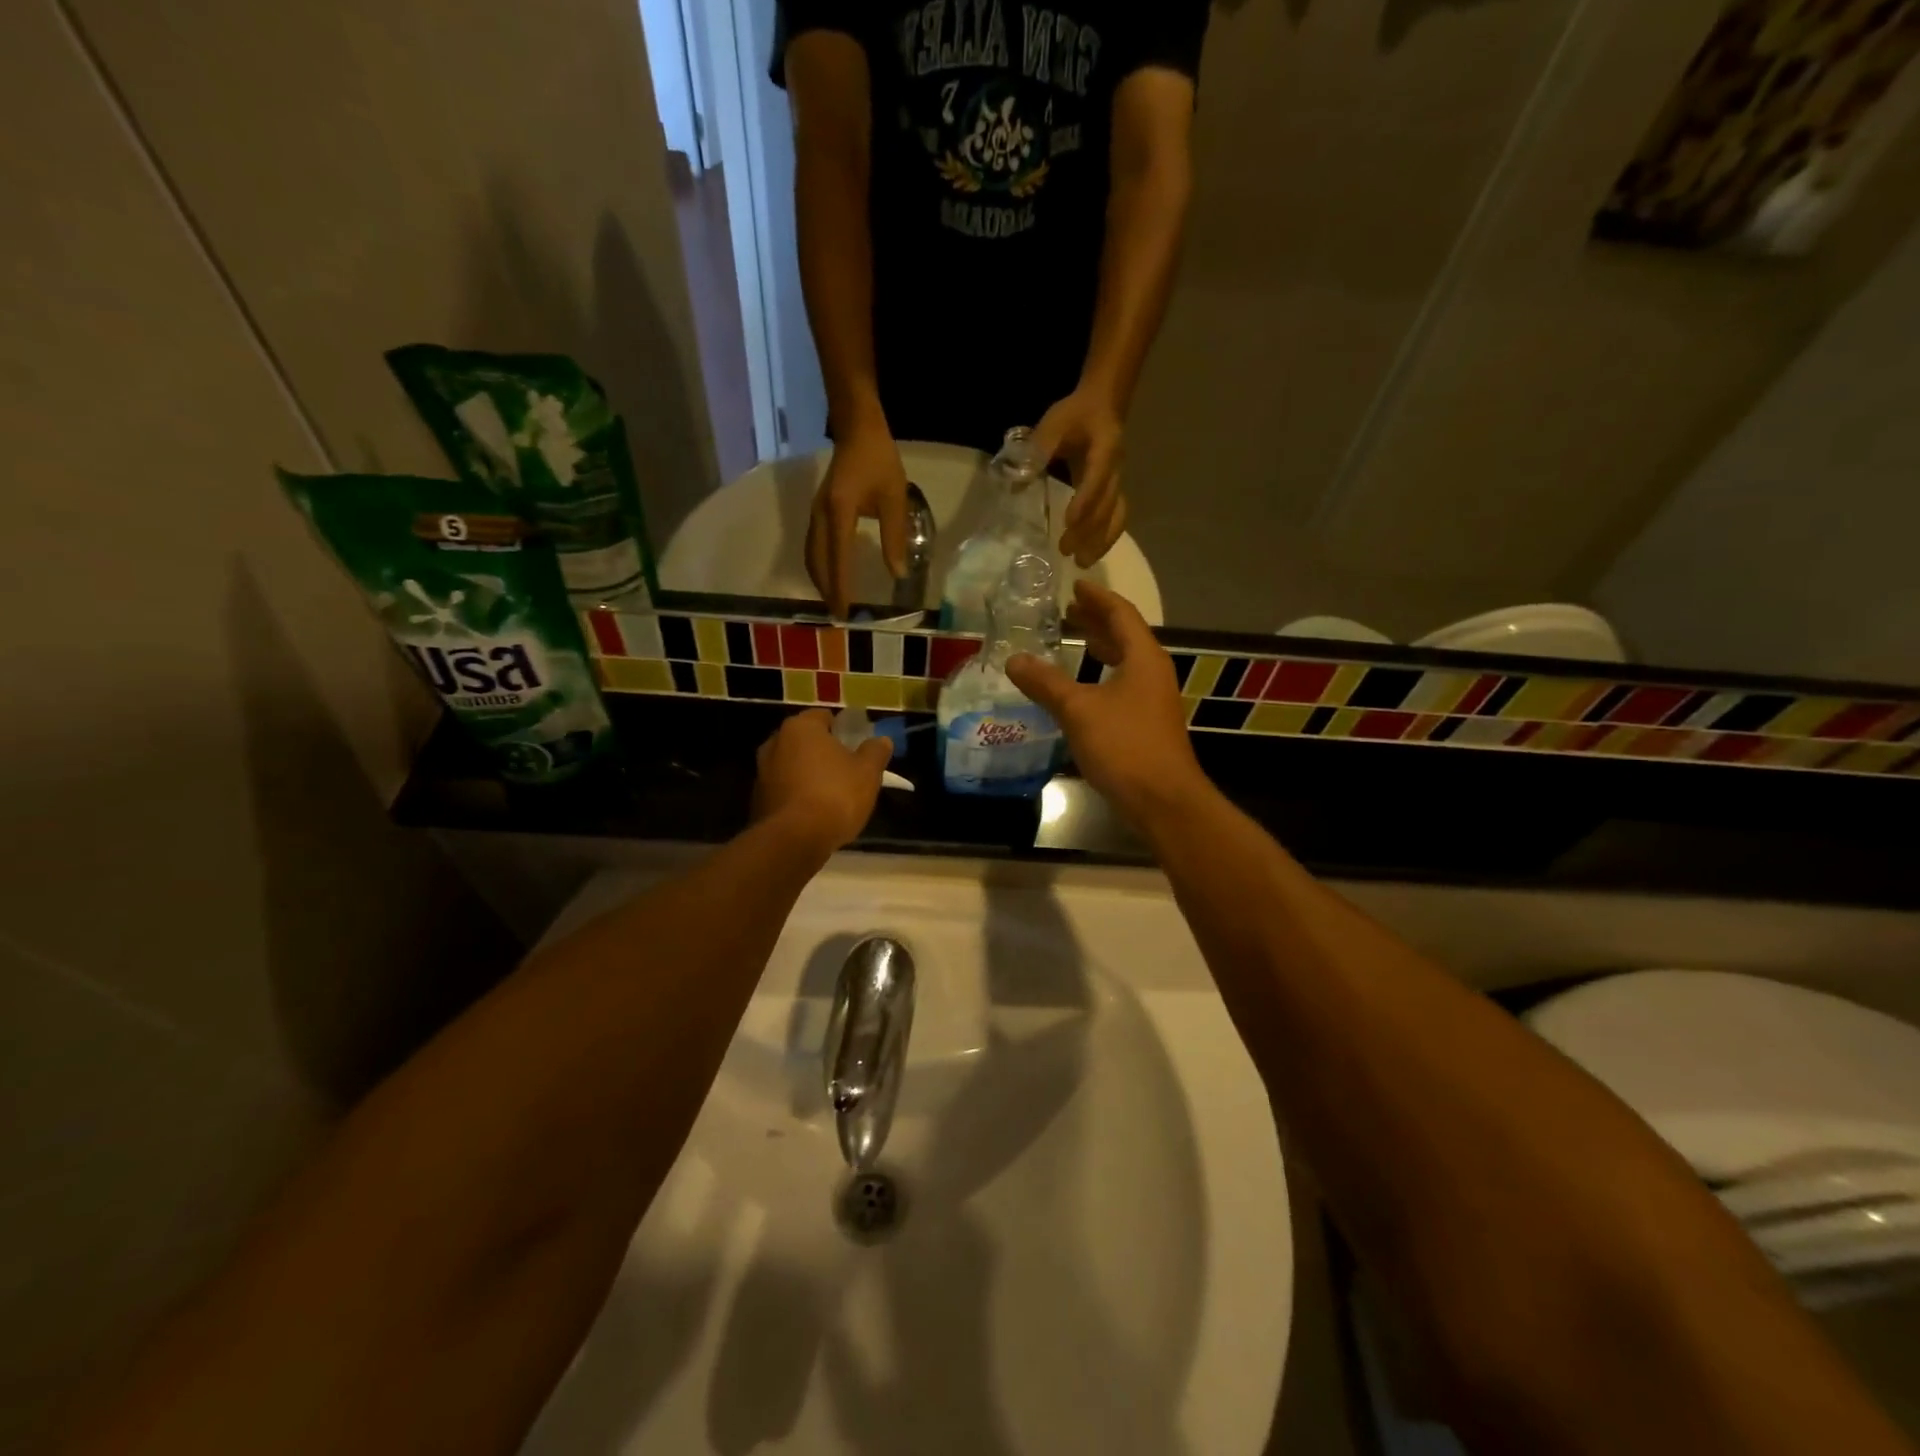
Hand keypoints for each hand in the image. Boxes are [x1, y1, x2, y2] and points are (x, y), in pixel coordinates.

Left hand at [752, 709, 891, 853]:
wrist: (794, 840)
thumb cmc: (835, 795)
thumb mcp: (868, 772)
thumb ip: (875, 752)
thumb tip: (882, 740)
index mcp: (801, 728)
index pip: (823, 716)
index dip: (842, 729)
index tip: (856, 745)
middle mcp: (775, 743)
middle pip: (805, 741)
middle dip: (823, 752)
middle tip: (846, 769)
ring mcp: (761, 772)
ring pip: (792, 766)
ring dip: (809, 774)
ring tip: (832, 794)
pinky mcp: (757, 800)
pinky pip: (784, 790)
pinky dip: (797, 795)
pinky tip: (814, 813)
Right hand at [806, 423, 909, 617]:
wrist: (857, 429)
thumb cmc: (879, 460)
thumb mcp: (894, 498)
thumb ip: (895, 536)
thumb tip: (897, 573)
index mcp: (839, 512)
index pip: (838, 558)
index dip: (840, 586)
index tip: (844, 611)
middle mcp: (821, 515)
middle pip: (817, 561)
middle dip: (826, 589)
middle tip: (838, 614)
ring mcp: (816, 512)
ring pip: (811, 554)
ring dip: (820, 579)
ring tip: (833, 600)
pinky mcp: (818, 511)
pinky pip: (813, 545)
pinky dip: (819, 565)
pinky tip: (830, 575)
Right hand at [1005, 580, 1209, 828]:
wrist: (1163, 800)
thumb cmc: (1124, 746)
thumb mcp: (1078, 710)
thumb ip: (1046, 683)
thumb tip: (1014, 659)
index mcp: (1143, 658)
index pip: (1121, 615)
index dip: (1097, 598)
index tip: (1076, 586)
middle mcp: (1153, 673)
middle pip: (1126, 636)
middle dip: (1098, 621)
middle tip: (1069, 611)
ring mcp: (1153, 700)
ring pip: (1126, 662)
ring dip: (1101, 648)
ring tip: (1075, 640)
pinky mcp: (1148, 724)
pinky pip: (1123, 685)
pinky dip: (1102, 675)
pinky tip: (1083, 689)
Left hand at [1033, 387, 1126, 567]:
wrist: (1103, 405)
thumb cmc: (1076, 414)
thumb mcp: (1054, 423)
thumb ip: (1038, 447)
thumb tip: (1018, 477)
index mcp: (1104, 450)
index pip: (1097, 478)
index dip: (1085, 501)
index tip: (1069, 522)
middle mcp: (1116, 470)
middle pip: (1108, 505)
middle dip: (1089, 530)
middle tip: (1066, 551)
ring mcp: (1118, 482)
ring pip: (1117, 515)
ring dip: (1101, 541)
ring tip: (1082, 562)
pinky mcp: (1114, 492)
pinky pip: (1116, 518)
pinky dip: (1105, 538)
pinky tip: (1091, 553)